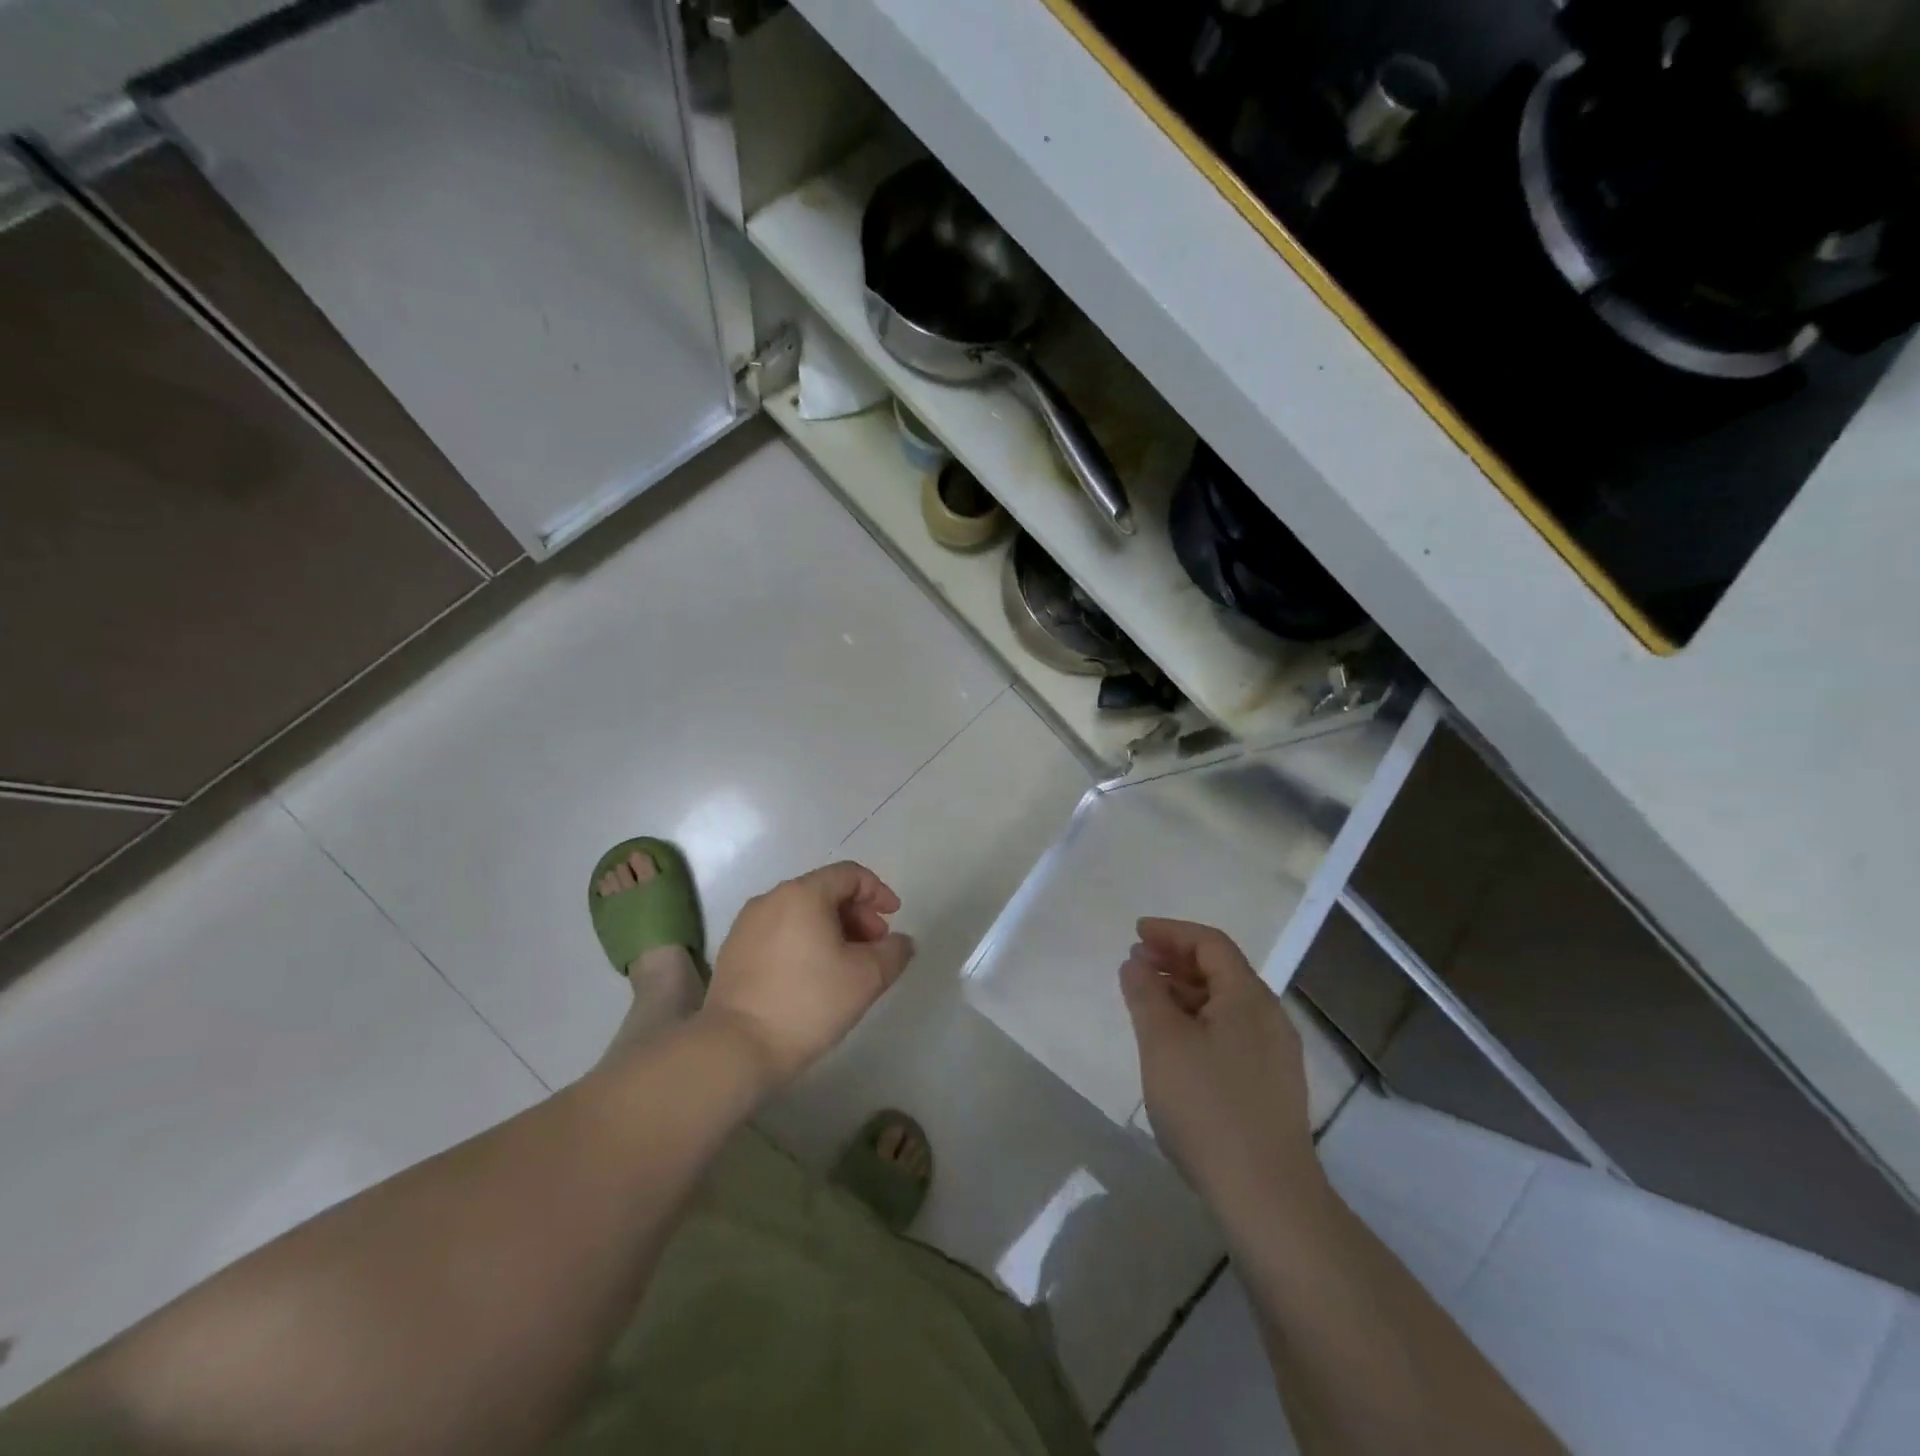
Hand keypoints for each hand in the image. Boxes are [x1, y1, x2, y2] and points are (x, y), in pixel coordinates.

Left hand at [703, 861, 914, 1086]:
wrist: (735, 1047)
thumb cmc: (808, 1003)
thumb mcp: (867, 978)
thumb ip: (894, 952)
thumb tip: (900, 942)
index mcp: (803, 894)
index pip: (849, 874)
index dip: (878, 892)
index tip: (893, 919)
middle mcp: (771, 898)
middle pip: (824, 891)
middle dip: (856, 914)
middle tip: (874, 947)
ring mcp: (747, 924)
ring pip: (800, 913)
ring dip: (831, 929)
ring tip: (846, 965)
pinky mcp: (733, 950)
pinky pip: (779, 932)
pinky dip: (803, 942)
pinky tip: (812, 977)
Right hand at [1120, 918, 1324, 1225]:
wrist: (1267, 1198)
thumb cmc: (1208, 1108)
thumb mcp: (1163, 1042)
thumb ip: (1146, 994)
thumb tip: (1136, 963)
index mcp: (1249, 997)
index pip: (1210, 944)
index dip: (1171, 932)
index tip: (1135, 934)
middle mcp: (1269, 1017)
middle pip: (1221, 970)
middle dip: (1176, 960)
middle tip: (1136, 965)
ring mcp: (1275, 1055)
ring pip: (1225, 1004)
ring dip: (1185, 993)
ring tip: (1148, 1001)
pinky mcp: (1271, 1086)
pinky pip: (1231, 1032)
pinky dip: (1199, 1022)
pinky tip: (1175, 1044)